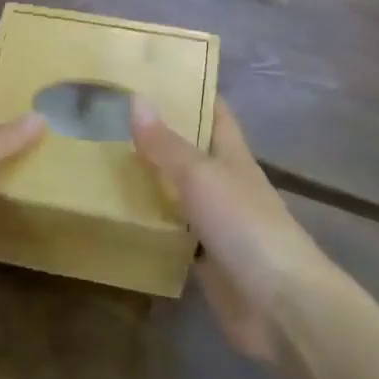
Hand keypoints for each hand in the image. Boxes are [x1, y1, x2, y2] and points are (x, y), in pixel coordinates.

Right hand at [131, 97, 331, 363]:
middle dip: (156, 135)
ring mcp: (215, 223)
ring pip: (176, 193)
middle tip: (107, 119)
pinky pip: (170, 233)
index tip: (150, 74)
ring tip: (99, 161)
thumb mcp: (201, 177)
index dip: (190, 90)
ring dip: (148, 180)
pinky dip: (148, 224)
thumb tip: (136, 99)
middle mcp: (225, 184)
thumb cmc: (245, 226)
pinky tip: (115, 216)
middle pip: (189, 151)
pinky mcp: (204, 259)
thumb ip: (167, 144)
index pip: (214, 112)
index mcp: (232, 155)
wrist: (279, 304)